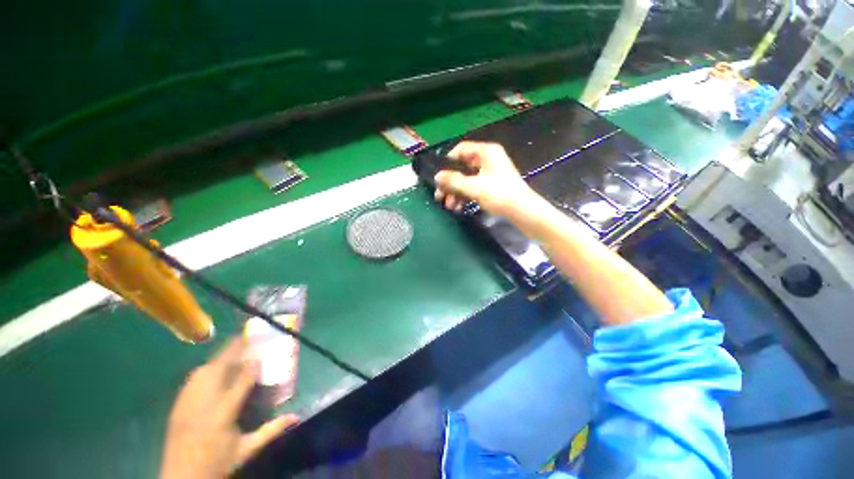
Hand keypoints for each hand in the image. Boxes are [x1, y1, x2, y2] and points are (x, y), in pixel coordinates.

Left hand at [160, 338, 298, 478]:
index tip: (260, 352)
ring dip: (218, 358)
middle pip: (218, 369)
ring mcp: (187, 403)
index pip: (241, 382)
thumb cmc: (217, 464)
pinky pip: (192, 380)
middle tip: (245, 338)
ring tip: (231, 351)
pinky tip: (211, 369)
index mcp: (224, 414)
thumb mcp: (247, 449)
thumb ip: (272, 429)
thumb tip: (296, 416)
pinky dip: (204, 369)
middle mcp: (205, 404)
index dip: (251, 365)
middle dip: (232, 351)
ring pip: (202, 371)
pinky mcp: (177, 406)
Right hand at [434, 141, 534, 217]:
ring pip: (467, 179)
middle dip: (450, 183)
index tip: (439, 175)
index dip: (448, 161)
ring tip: (449, 206)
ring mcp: (490, 173)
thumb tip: (437, 176)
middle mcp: (488, 159)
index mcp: (486, 152)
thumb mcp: (473, 187)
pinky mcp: (492, 185)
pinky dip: (465, 195)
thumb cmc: (498, 194)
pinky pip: (474, 187)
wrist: (522, 211)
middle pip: (462, 167)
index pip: (461, 149)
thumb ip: (453, 181)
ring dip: (456, 192)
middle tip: (440, 196)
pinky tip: (458, 207)